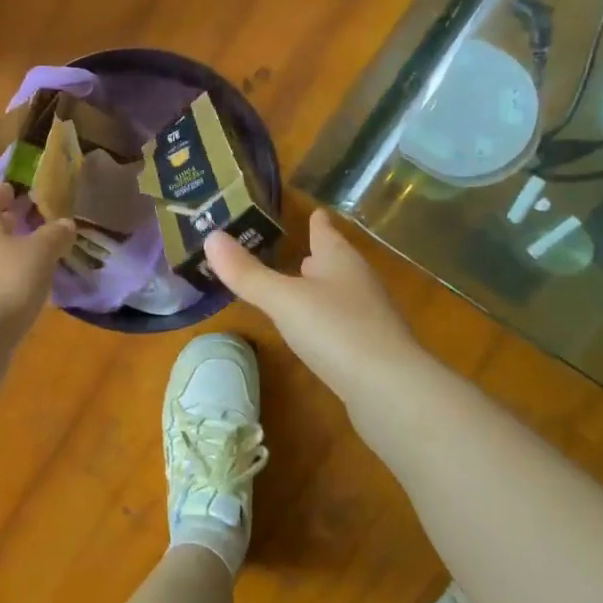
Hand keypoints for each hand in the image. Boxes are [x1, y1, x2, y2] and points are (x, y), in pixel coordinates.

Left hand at [0, 185, 76, 330]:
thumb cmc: (7, 282)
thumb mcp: (40, 254)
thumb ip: (53, 235)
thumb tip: (64, 223)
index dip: (2, 194)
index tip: (16, 192)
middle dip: (6, 227)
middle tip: (31, 227)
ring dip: (3, 258)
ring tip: (31, 265)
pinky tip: (18, 296)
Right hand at [204, 209, 426, 410]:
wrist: (391, 392)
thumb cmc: (336, 331)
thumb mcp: (283, 299)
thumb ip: (247, 273)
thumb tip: (211, 237)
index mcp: (341, 260)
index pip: (325, 231)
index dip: (316, 221)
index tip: (311, 210)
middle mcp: (358, 283)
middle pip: (335, 261)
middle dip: (317, 254)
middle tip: (295, 247)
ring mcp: (369, 318)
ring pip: (340, 293)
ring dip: (320, 288)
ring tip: (299, 285)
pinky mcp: (371, 351)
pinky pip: (342, 324)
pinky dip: (324, 320)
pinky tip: (313, 331)